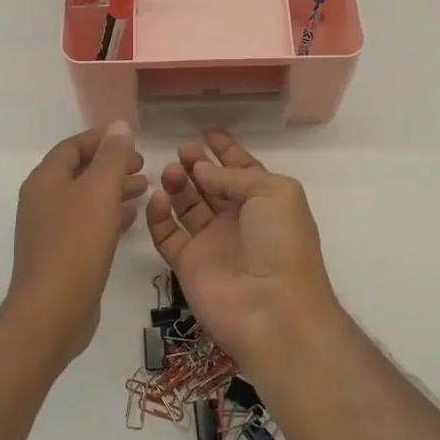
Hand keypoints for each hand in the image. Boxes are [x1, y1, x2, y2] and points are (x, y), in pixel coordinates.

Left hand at [5, 122, 147, 359]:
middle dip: (111, 164)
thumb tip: (119, 126)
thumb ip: (111, 157)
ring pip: (85, 198)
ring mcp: (49, 229)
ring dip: (113, 189)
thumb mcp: (99, 192)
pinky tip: (130, 218)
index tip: (132, 138)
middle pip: (80, 171)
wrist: (51, 312)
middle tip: (144, 165)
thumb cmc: (75, 245)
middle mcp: (42, 200)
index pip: (73, 146)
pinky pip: (87, 223)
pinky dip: (108, 214)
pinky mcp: (60, 253)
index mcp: (45, 180)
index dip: (102, 138)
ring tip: (145, 188)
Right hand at [145, 130, 340, 373]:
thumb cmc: (281, 243)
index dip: (226, 150)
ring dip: (177, 184)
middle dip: (196, 164)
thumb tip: (201, 169)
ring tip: (169, 171)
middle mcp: (237, 220)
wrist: (272, 309)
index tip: (207, 130)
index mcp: (264, 201)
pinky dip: (159, 215)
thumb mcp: (273, 192)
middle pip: (211, 185)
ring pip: (187, 205)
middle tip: (181, 149)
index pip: (242, 169)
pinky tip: (157, 198)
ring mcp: (211, 242)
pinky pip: (167, 234)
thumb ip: (234, 175)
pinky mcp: (187, 264)